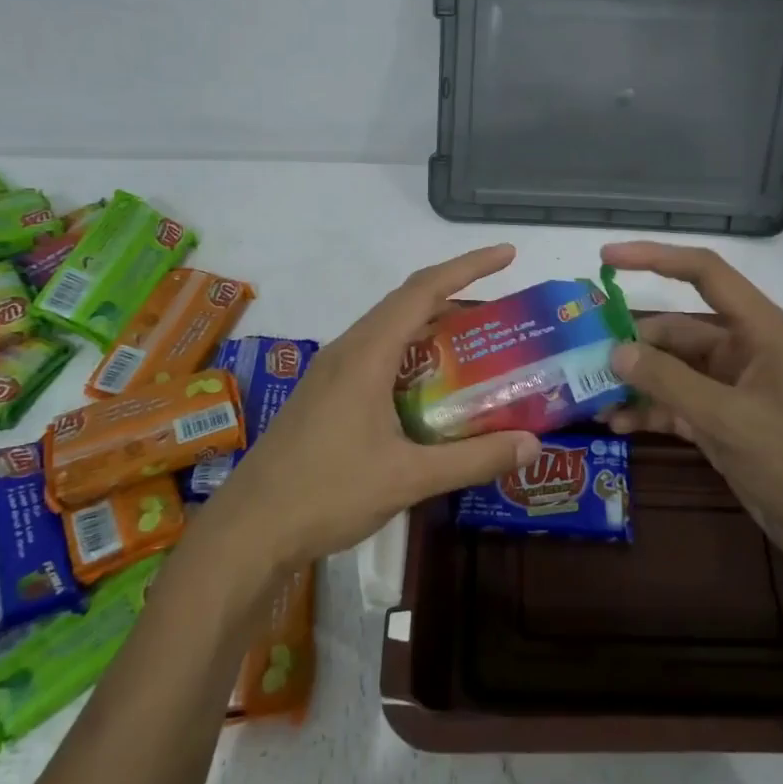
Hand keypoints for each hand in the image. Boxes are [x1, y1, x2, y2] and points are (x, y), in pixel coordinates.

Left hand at [201, 245, 540, 571]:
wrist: (250, 529)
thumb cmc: (327, 493)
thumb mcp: (408, 478)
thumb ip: (473, 459)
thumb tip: (532, 445)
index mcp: (367, 354)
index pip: (423, 291)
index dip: (468, 267)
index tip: (507, 255)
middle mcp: (348, 351)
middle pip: (407, 305)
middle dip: (456, 297)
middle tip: (502, 314)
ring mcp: (332, 373)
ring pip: (390, 332)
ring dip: (432, 330)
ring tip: (476, 348)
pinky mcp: (325, 395)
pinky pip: (377, 357)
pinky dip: (412, 357)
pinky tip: (431, 391)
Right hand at [598, 240, 782, 583]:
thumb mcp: (730, 419)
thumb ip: (670, 382)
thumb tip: (615, 351)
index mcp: (760, 330)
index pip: (704, 274)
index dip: (655, 258)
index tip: (607, 257)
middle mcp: (744, 351)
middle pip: (677, 331)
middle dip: (632, 344)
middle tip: (583, 359)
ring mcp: (733, 389)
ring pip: (672, 371)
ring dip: (636, 382)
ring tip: (591, 398)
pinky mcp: (725, 424)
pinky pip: (677, 405)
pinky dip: (650, 411)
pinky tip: (617, 424)